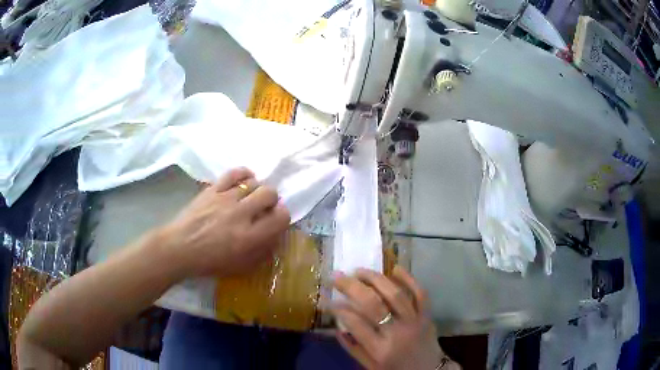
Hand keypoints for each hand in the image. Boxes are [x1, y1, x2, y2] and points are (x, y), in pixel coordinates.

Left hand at [163, 167, 290, 276]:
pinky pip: (235, 173)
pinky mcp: (213, 189)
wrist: (180, 248)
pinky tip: (243, 181)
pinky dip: (244, 174)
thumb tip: (275, 236)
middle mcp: (241, 214)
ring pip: (254, 182)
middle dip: (272, 200)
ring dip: (257, 189)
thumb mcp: (240, 267)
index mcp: (250, 237)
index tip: (276, 220)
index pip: (281, 217)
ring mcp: (226, 198)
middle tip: (263, 208)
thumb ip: (262, 252)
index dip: (283, 216)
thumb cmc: (210, 262)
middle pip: (270, 193)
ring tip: (250, 197)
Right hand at [332, 266, 458, 369]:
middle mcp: (397, 332)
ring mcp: (415, 321)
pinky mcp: (427, 314)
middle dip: (352, 287)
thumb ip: (353, 348)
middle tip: (338, 277)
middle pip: (373, 304)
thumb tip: (337, 327)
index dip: (338, 309)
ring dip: (376, 279)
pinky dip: (409, 279)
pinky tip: (395, 268)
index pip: (356, 323)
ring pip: (395, 294)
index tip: (327, 299)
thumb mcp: (370, 367)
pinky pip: (420, 293)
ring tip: (359, 271)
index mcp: (380, 349)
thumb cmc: (396, 369)